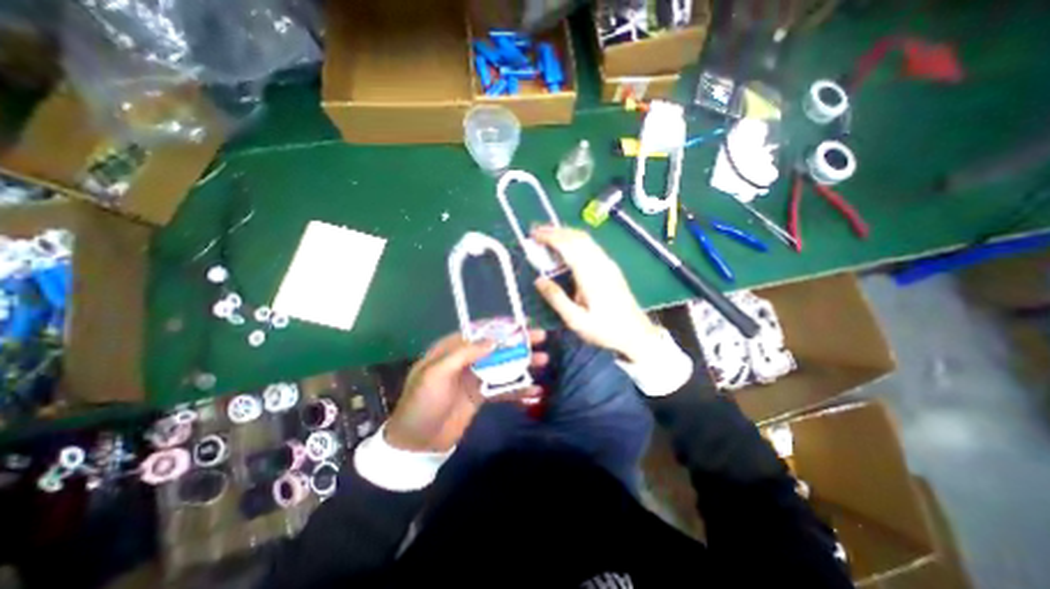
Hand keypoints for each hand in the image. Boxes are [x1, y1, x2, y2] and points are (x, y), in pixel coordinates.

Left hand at [384, 331, 549, 451]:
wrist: (416, 444)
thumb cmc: (423, 403)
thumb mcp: (436, 374)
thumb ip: (463, 354)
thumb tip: (493, 340)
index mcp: (451, 350)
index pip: (480, 331)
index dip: (502, 326)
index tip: (523, 324)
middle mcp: (465, 360)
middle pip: (496, 347)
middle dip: (518, 342)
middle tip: (541, 338)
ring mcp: (474, 378)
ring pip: (502, 366)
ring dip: (523, 363)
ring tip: (544, 360)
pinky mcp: (481, 396)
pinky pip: (502, 389)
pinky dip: (518, 389)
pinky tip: (535, 391)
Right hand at [534, 225, 652, 360]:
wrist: (636, 334)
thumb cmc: (605, 330)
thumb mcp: (576, 321)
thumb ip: (557, 299)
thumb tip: (538, 280)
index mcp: (590, 275)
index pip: (568, 246)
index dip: (550, 237)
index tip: (533, 235)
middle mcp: (600, 264)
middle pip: (577, 237)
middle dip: (555, 231)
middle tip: (536, 232)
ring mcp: (608, 264)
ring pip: (585, 239)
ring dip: (565, 233)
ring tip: (548, 236)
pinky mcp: (611, 267)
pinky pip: (591, 246)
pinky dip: (575, 240)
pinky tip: (567, 247)